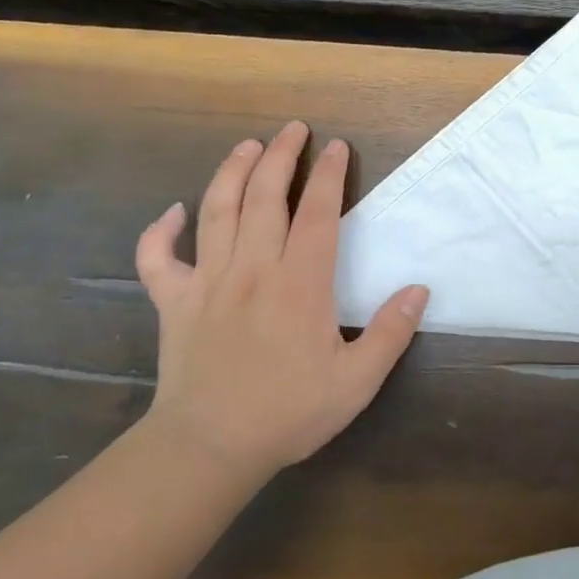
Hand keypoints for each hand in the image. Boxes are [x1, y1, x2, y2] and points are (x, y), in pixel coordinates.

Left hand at [134, 121, 428, 476]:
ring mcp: (207, 282)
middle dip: (280, 155)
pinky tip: (173, 212)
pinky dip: (160, 231)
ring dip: (232, 172)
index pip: (316, 213)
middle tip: (293, 129)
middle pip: (264, 197)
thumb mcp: (356, 381)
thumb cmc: (288, 412)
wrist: (208, 449)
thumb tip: (419, 289)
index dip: (328, 175)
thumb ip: (391, 332)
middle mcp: (252, 269)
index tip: (336, 147)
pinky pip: (158, 259)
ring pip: (216, 212)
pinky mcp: (173, 302)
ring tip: (248, 146)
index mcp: (299, 284)